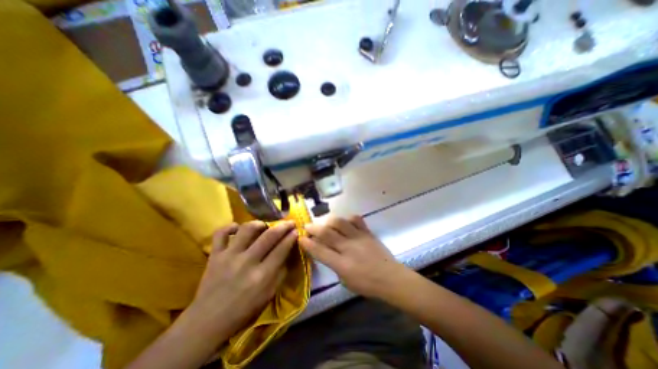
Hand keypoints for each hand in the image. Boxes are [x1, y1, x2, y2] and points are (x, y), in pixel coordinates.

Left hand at [187, 221, 296, 338]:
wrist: (208, 321)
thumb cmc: (243, 310)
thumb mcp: (269, 295)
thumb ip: (280, 272)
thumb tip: (287, 252)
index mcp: (262, 276)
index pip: (282, 249)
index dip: (291, 237)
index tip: (296, 231)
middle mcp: (247, 262)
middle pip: (269, 236)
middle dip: (283, 226)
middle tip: (289, 222)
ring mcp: (229, 256)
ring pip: (247, 230)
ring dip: (259, 224)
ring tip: (264, 225)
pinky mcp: (215, 255)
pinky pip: (221, 233)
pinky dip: (230, 227)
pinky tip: (238, 228)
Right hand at [301, 216, 406, 299]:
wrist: (390, 278)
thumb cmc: (367, 284)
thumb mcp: (345, 280)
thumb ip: (333, 264)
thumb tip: (324, 250)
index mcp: (342, 265)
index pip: (320, 251)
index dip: (308, 243)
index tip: (301, 238)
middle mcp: (349, 248)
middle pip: (327, 233)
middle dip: (313, 228)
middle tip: (307, 226)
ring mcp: (359, 238)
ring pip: (340, 222)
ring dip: (328, 220)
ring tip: (324, 222)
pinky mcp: (368, 232)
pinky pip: (356, 219)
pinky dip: (347, 218)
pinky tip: (344, 221)